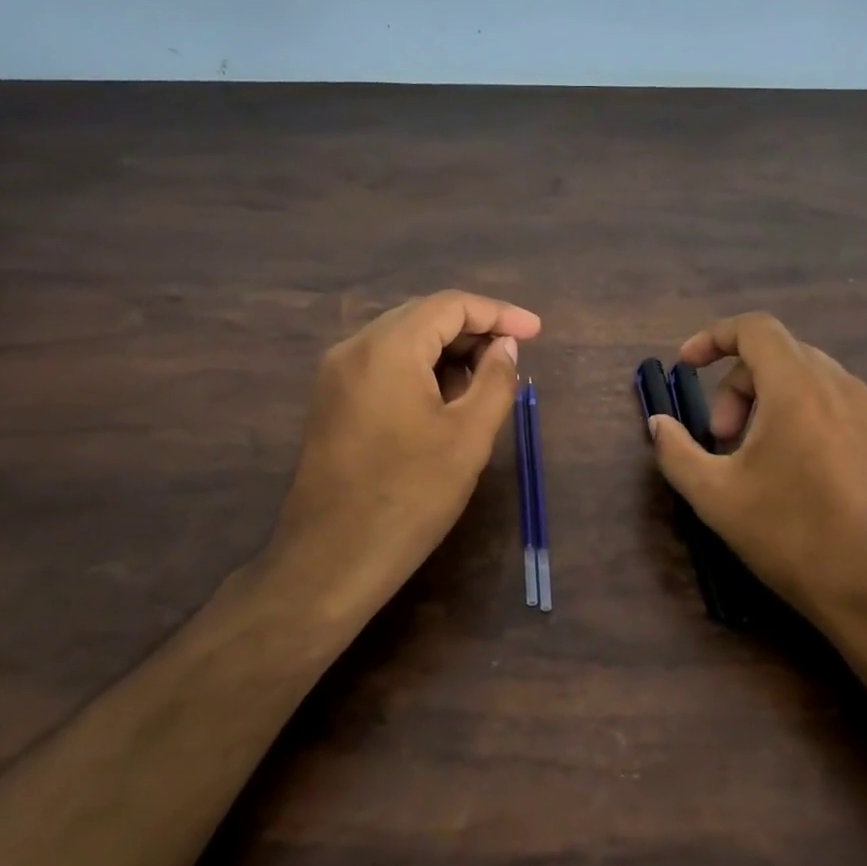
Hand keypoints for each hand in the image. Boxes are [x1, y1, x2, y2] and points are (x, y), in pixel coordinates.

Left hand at [272, 291, 539, 617]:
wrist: (330, 560)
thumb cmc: (409, 497)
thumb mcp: (468, 437)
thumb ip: (495, 380)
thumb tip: (504, 345)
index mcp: (387, 347)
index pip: (450, 305)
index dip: (499, 313)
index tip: (536, 332)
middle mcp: (354, 348)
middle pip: (423, 316)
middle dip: (473, 330)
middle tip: (514, 357)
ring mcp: (336, 374)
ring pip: (402, 340)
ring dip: (448, 351)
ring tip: (486, 381)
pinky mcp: (332, 401)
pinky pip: (384, 365)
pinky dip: (421, 369)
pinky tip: (447, 398)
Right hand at [647, 312, 866, 650]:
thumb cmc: (793, 536)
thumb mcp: (715, 497)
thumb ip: (676, 452)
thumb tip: (659, 424)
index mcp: (798, 387)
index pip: (755, 328)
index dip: (712, 338)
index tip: (685, 365)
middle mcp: (840, 387)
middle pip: (778, 354)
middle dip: (735, 385)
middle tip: (719, 438)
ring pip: (807, 380)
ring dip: (766, 402)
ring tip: (752, 457)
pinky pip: (833, 406)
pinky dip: (800, 418)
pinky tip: (793, 473)